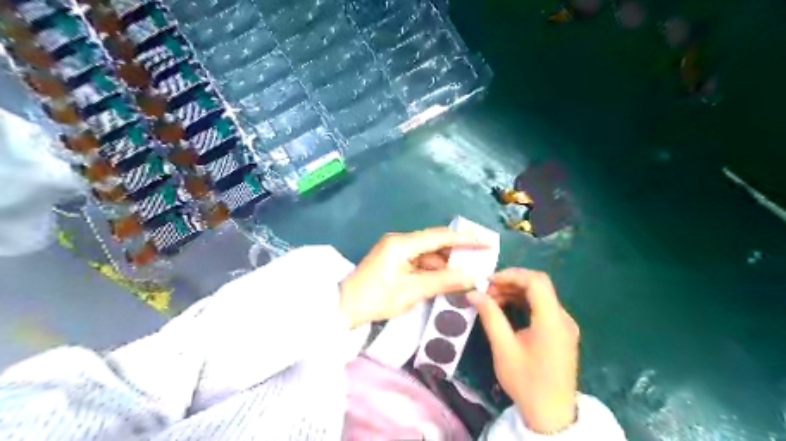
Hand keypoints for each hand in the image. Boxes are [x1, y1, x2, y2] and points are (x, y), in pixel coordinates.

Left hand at [342, 230, 489, 328]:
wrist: (344, 308)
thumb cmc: (377, 299)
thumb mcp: (413, 290)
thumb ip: (444, 281)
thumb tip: (473, 276)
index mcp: (402, 243)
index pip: (440, 236)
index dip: (465, 239)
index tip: (486, 242)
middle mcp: (400, 241)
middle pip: (434, 242)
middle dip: (457, 251)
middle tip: (479, 259)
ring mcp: (396, 251)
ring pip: (428, 253)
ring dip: (445, 262)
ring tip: (467, 272)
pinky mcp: (394, 261)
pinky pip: (419, 261)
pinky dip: (433, 269)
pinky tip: (446, 278)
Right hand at [468, 267, 579, 431]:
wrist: (551, 414)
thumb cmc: (526, 382)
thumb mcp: (503, 348)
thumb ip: (490, 316)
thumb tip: (473, 293)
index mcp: (552, 321)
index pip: (537, 281)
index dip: (512, 275)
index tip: (489, 281)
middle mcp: (563, 318)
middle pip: (538, 286)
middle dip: (511, 283)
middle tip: (487, 292)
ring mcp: (564, 325)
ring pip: (540, 295)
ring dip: (516, 292)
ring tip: (492, 300)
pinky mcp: (561, 332)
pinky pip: (542, 307)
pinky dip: (523, 303)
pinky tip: (506, 309)